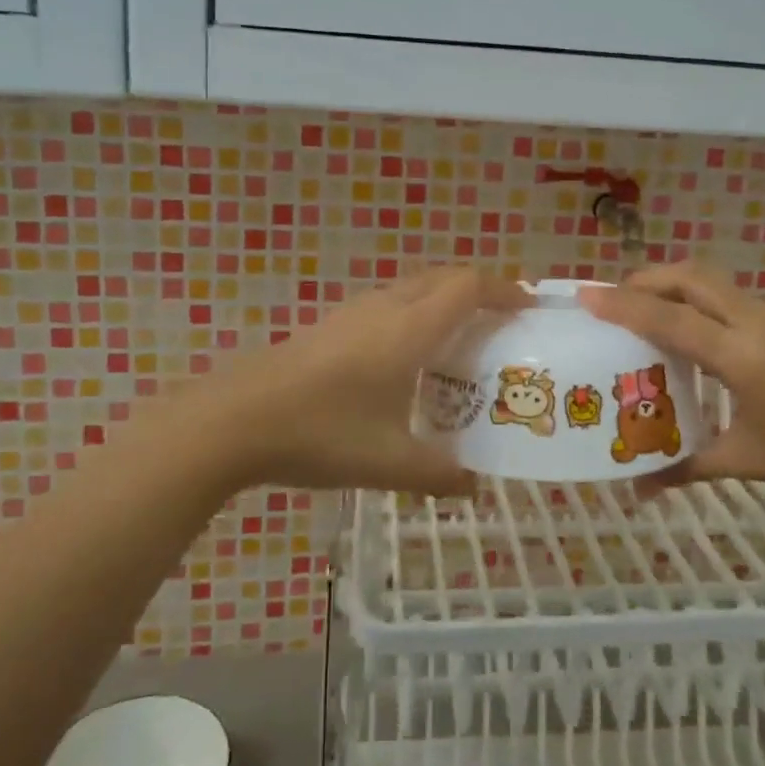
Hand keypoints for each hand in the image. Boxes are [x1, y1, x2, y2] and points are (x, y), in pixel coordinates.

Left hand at [184, 268, 529, 499]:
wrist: (235, 419)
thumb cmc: (322, 433)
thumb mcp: (390, 462)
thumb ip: (440, 475)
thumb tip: (475, 488)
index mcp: (410, 328)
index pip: (469, 286)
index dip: (504, 290)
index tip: (529, 308)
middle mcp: (385, 307)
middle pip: (443, 277)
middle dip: (478, 291)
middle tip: (500, 324)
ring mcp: (352, 312)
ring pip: (411, 289)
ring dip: (442, 302)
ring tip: (458, 343)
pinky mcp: (328, 325)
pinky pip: (386, 305)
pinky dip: (412, 316)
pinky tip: (403, 362)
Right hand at [580, 263, 764, 509]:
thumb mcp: (748, 462)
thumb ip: (687, 468)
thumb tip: (637, 488)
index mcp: (743, 356)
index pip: (671, 318)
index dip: (624, 304)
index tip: (586, 296)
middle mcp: (759, 323)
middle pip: (693, 277)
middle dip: (648, 279)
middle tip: (614, 299)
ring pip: (716, 285)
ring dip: (676, 290)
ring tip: (646, 316)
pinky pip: (736, 304)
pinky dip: (703, 308)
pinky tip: (698, 344)